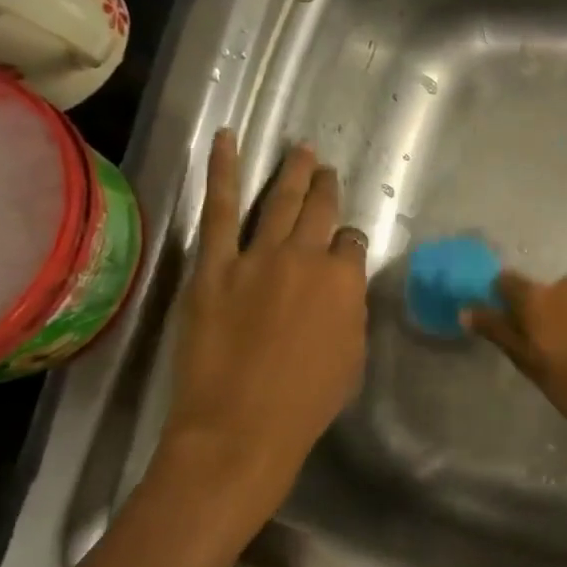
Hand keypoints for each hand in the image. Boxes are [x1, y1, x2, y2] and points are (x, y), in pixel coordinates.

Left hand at [159, 133, 367, 507]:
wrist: (240, 427)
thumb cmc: (307, 402)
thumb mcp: (352, 355)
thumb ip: (349, 309)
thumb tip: (342, 286)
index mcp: (344, 280)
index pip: (351, 243)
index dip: (348, 242)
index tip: (343, 246)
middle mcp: (306, 256)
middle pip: (320, 211)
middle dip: (327, 188)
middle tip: (327, 168)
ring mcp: (258, 256)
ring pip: (281, 201)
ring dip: (294, 172)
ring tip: (301, 149)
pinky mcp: (214, 265)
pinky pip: (220, 209)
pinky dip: (223, 170)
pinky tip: (226, 139)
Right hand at [463, 272, 566, 421]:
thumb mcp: (527, 361)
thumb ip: (497, 331)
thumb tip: (466, 309)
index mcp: (535, 297)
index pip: (506, 282)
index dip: (501, 297)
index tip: (504, 318)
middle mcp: (563, 284)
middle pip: (542, 292)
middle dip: (540, 311)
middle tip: (543, 344)